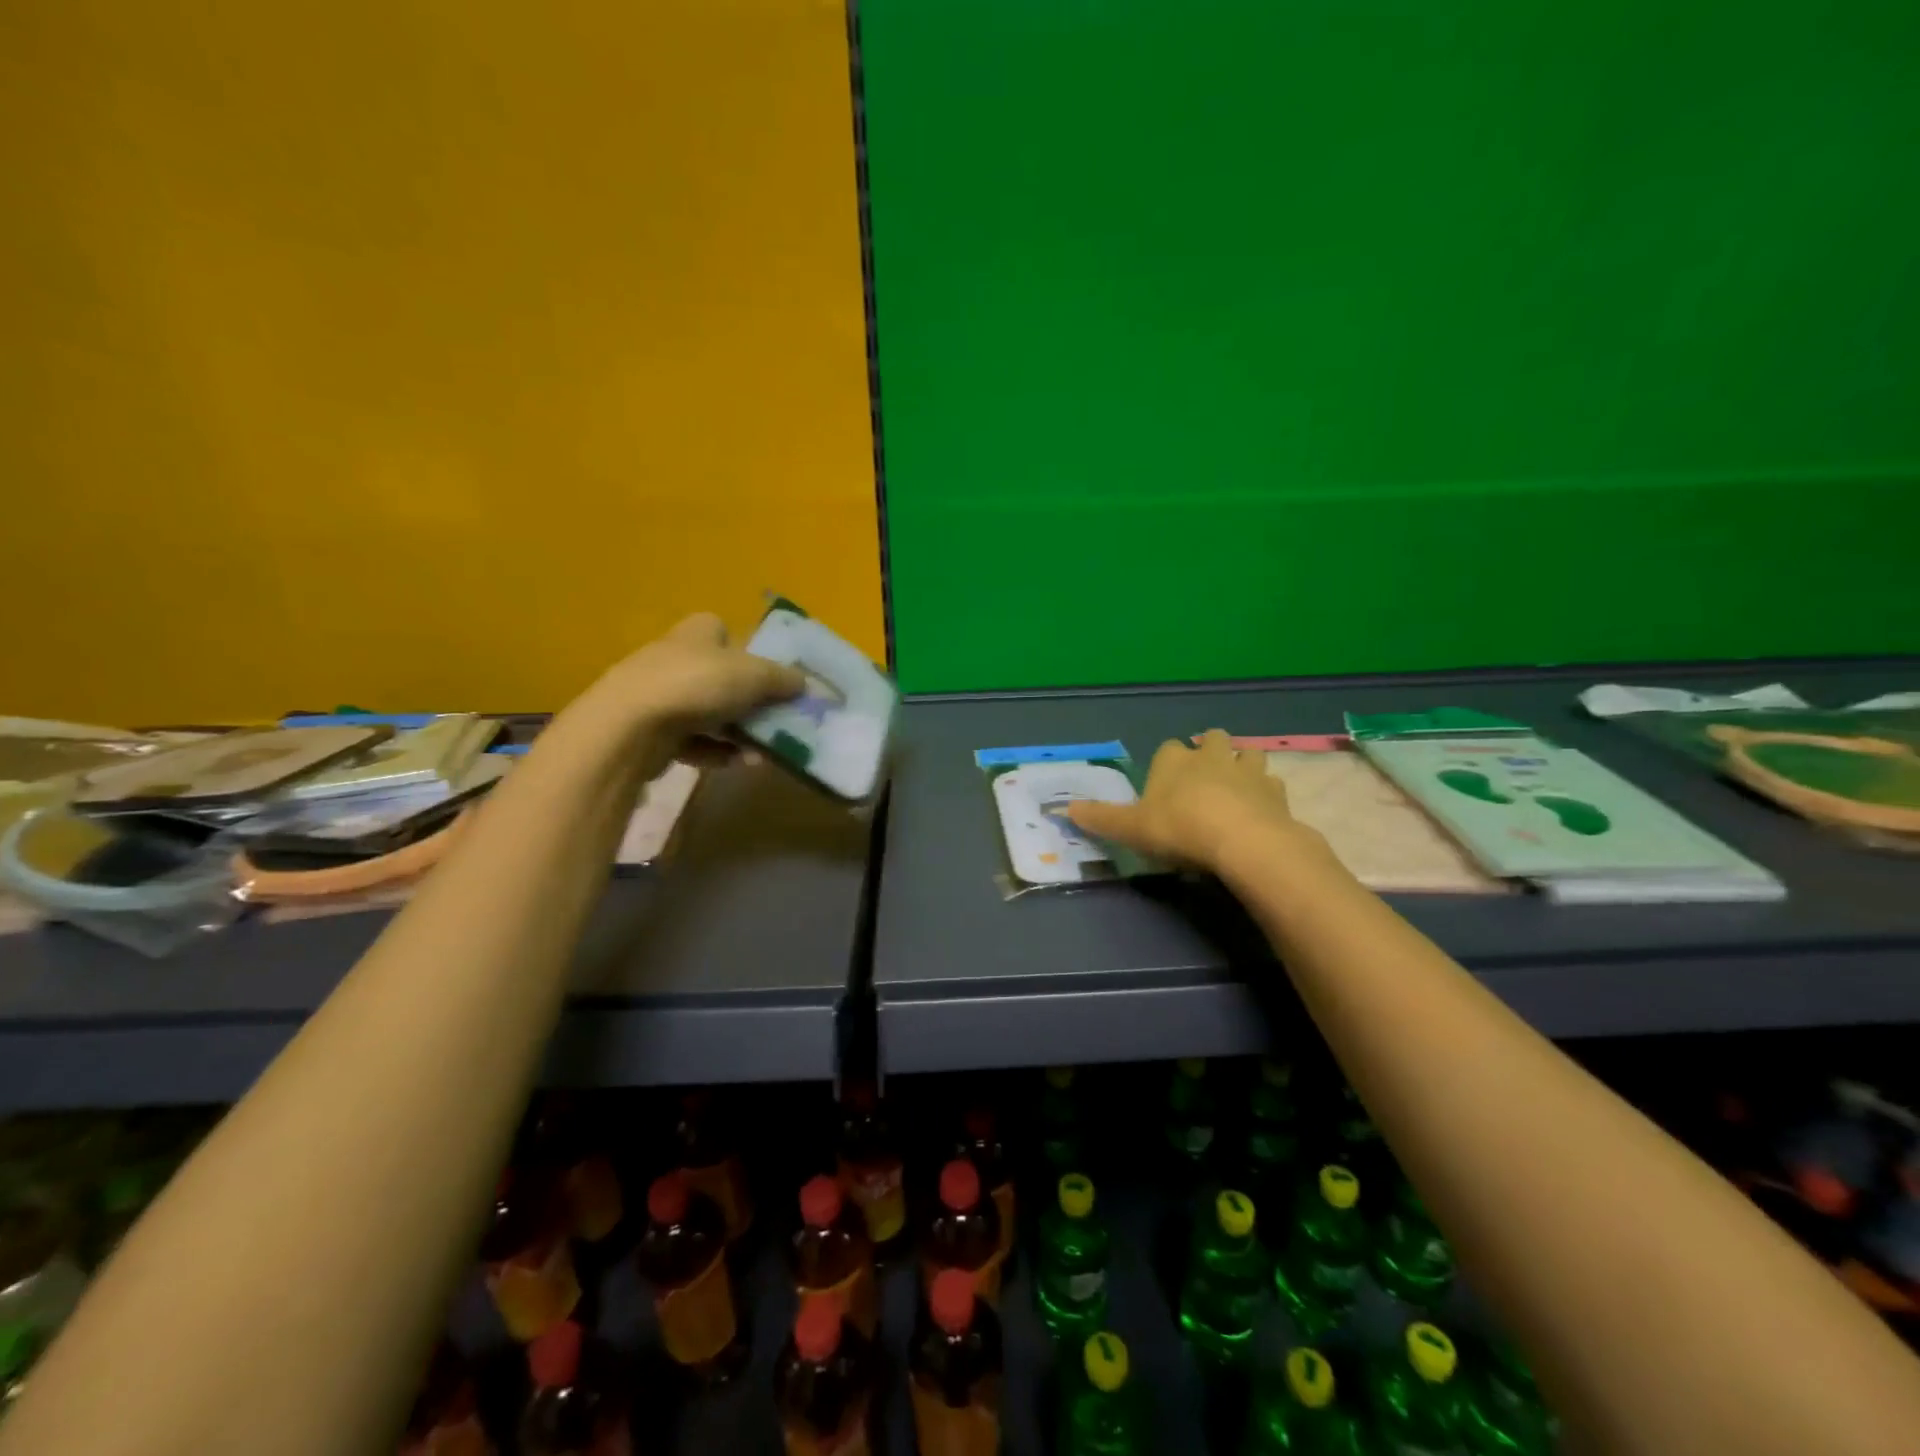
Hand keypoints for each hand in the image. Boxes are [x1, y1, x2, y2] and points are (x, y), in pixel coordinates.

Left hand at [585, 612, 804, 740]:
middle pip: (720, 676)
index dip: (744, 648)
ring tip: (761, 754)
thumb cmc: (695, 685)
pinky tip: (735, 764)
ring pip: (709, 712)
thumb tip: (805, 684)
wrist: (629, 728)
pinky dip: (715, 751)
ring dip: (737, 733)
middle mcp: (675, 658)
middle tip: (775, 721)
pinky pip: (693, 741)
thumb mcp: (753, 676)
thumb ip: (783, 680)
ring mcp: (659, 695)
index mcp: (697, 633)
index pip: (720, 629)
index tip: (766, 673)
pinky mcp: (650, 731)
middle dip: (748, 701)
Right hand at [1067, 729, 1305, 872]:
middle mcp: (1211, 756)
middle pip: (1212, 739)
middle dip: (1209, 751)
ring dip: (1242, 765)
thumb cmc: (1179, 829)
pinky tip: (1260, 811)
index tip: (1164, 783)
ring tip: (1236, 788)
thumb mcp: (1131, 828)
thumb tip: (1064, 809)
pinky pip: (1272, 784)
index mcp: (1174, 760)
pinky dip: (1266, 793)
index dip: (1167, 763)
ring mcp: (1248, 771)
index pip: (1168, 748)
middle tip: (1203, 778)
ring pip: (1247, 754)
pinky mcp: (1276, 792)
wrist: (1242, 842)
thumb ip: (1100, 818)